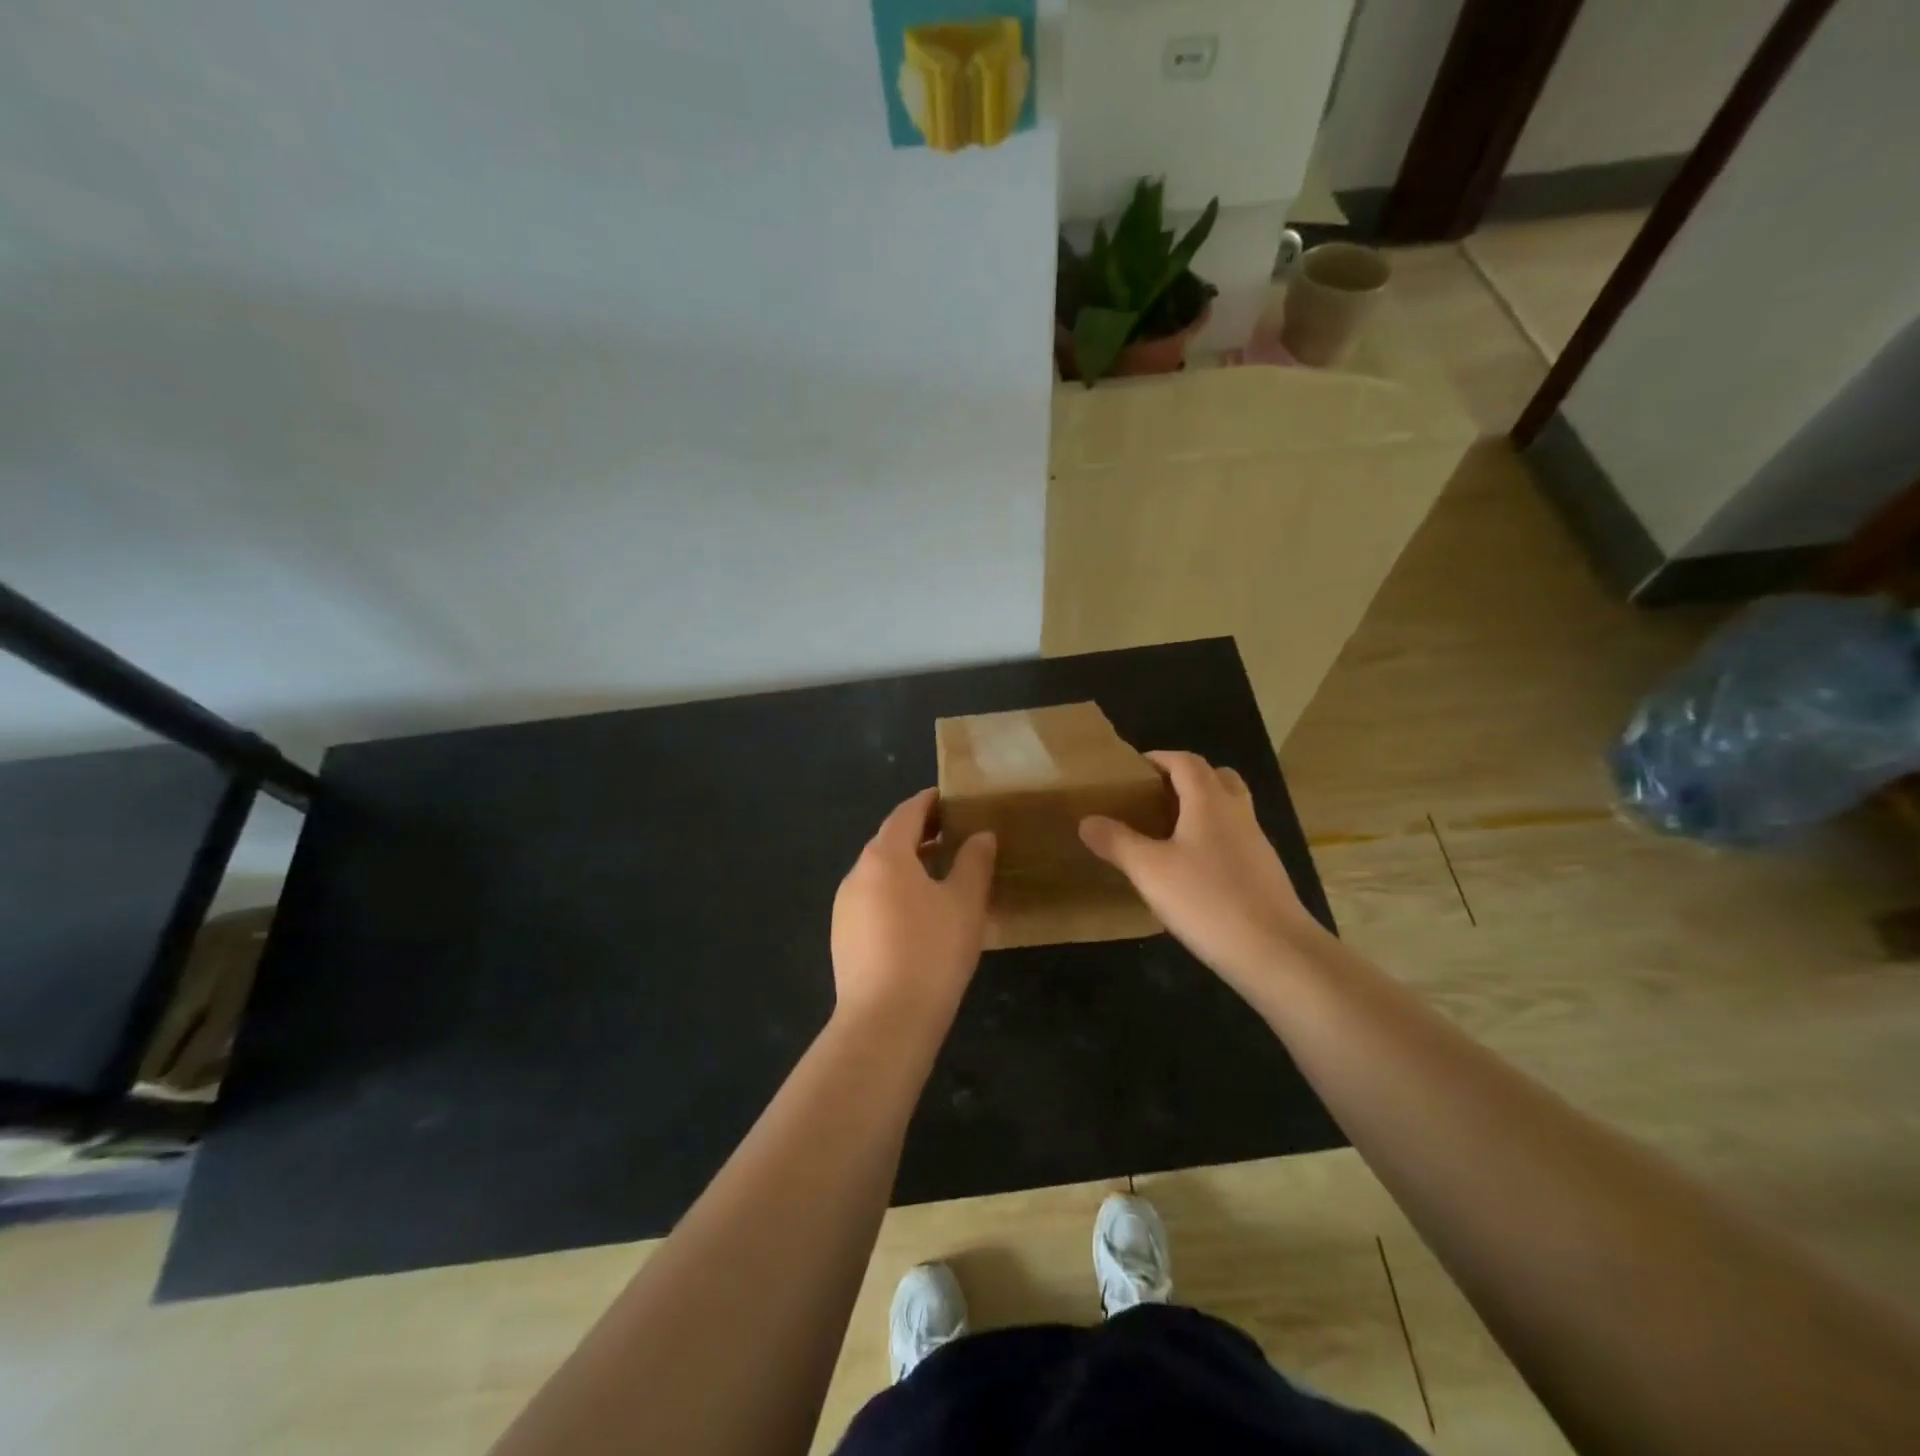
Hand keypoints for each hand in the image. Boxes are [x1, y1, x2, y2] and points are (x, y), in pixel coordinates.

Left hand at [831, 788, 995, 1036]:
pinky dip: (897, 893)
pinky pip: (874, 901)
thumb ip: (975, 862)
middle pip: (890, 841)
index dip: (930, 802)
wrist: (884, 1023)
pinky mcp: (843, 937)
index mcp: (884, 856)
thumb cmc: (931, 952)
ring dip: (909, 866)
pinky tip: (920, 916)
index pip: (907, 813)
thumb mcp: (965, 903)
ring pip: (881, 874)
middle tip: (955, 835)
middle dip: (921, 834)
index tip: (951, 798)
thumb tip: (981, 835)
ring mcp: (845, 907)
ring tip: (943, 875)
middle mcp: (857, 874)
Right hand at [1080, 751, 1321, 995]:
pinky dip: (1214, 840)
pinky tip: (1193, 872)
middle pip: (1217, 777)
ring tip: (1169, 834)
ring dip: (1202, 809)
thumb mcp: (1149, 871)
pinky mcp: (1265, 873)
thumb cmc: (1207, 901)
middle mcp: (1238, 813)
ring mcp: (1257, 844)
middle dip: (1186, 779)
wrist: (1276, 952)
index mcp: (1210, 802)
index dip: (1160, 758)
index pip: (1186, 761)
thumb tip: (1087, 820)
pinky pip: (1236, 840)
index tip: (1133, 770)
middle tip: (1155, 798)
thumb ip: (1117, 842)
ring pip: (1230, 809)